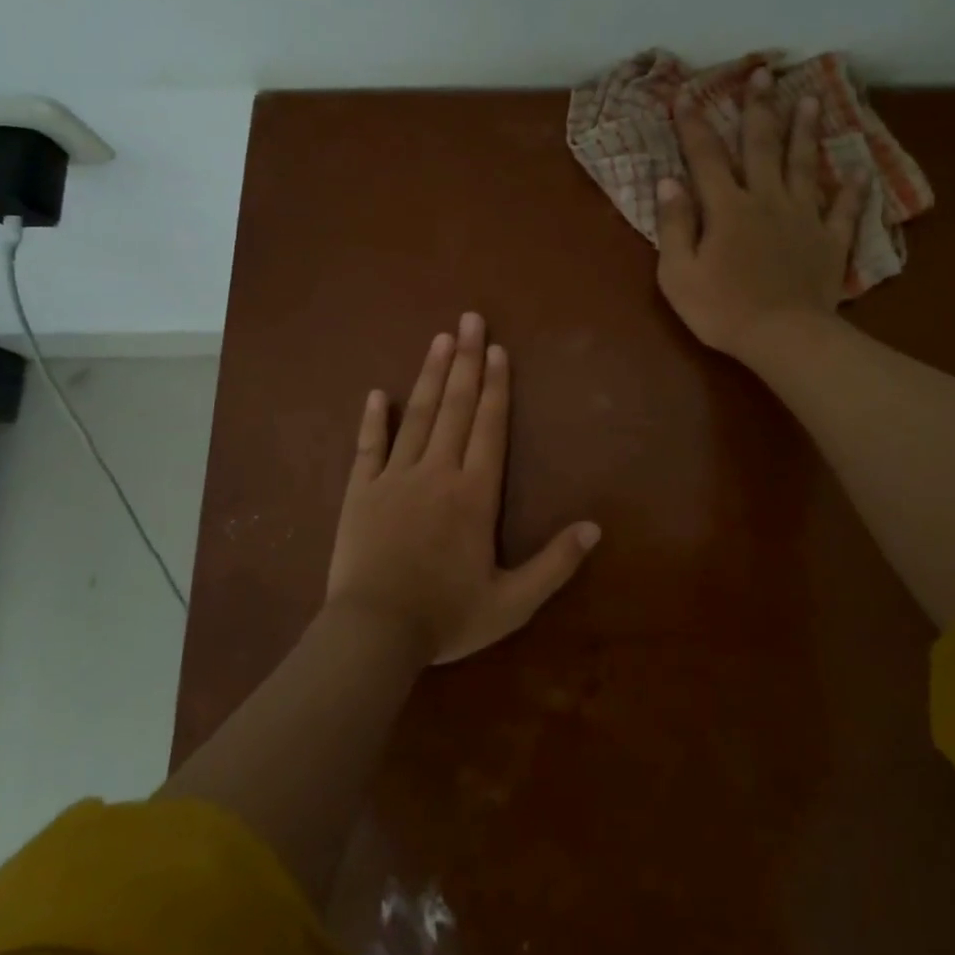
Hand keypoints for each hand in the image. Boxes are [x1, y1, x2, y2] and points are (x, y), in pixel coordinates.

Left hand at [325, 313, 600, 663]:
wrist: (374, 634)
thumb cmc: (446, 618)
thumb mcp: (512, 603)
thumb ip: (555, 564)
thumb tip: (594, 527)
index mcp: (474, 494)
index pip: (489, 427)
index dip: (496, 386)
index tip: (497, 349)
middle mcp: (437, 472)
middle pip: (455, 407)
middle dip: (466, 361)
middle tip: (470, 319)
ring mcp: (394, 478)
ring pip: (417, 416)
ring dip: (431, 376)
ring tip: (440, 339)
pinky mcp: (360, 491)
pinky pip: (368, 447)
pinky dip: (373, 419)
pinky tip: (378, 393)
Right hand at [656, 92, 866, 362]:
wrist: (782, 336)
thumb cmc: (722, 309)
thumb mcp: (678, 273)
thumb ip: (674, 225)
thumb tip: (669, 182)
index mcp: (726, 208)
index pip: (705, 158)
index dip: (693, 125)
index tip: (686, 94)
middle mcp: (766, 200)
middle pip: (762, 146)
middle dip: (759, 108)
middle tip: (764, 73)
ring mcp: (803, 218)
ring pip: (804, 165)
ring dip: (806, 131)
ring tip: (811, 99)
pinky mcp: (829, 241)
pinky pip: (843, 210)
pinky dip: (852, 190)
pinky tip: (858, 171)